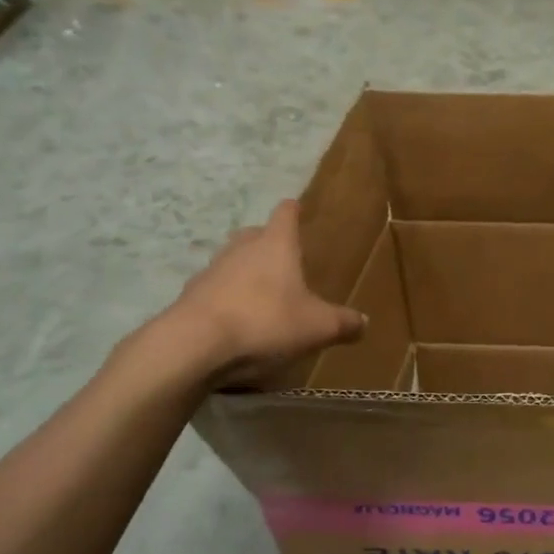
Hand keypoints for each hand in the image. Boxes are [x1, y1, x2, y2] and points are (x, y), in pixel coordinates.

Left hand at [160, 200, 365, 386]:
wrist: (193, 346)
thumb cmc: (266, 322)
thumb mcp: (318, 328)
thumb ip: (343, 323)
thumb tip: (364, 322)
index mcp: (275, 246)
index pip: (285, 215)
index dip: (293, 211)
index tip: (297, 207)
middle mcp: (241, 250)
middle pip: (253, 234)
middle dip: (267, 242)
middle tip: (282, 257)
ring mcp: (210, 272)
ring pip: (231, 262)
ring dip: (244, 272)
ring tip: (260, 294)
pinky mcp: (189, 299)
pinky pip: (214, 292)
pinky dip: (226, 300)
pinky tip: (236, 322)